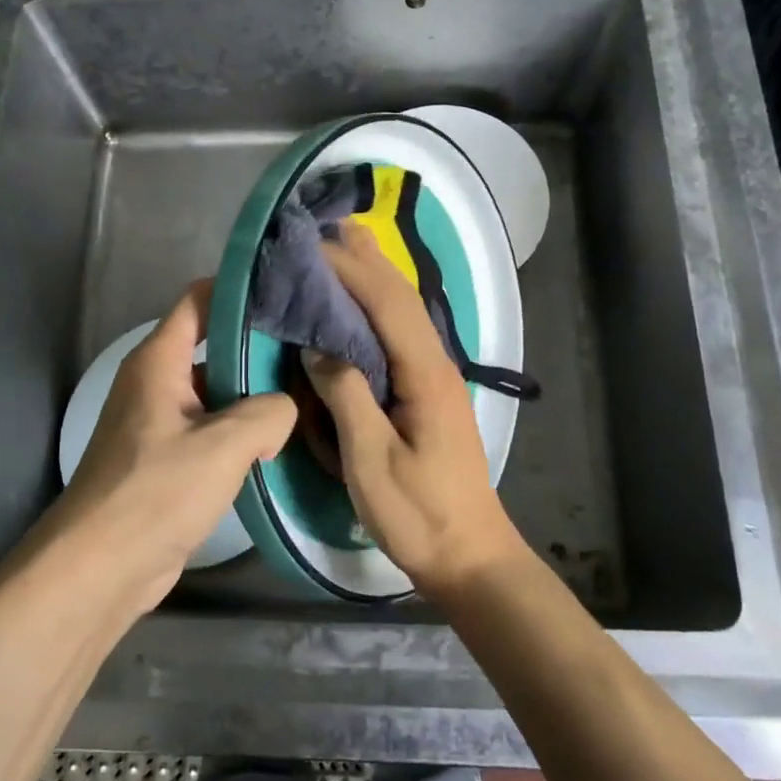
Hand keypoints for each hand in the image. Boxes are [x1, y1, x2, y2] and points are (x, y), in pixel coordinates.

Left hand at [48, 280, 296, 611]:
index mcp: (159, 361)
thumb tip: (284, 409)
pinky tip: (282, 443)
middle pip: (213, 346)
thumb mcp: (224, 444)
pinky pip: (212, 430)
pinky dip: (242, 432)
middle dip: (260, 348)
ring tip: (309, 395)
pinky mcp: (167, 460)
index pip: (199, 301)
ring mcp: (160, 422)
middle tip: (314, 351)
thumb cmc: (156, 492)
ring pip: (217, 392)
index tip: (289, 293)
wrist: (100, 569)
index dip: (240, 291)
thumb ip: (268, 412)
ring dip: (255, 396)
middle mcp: (156, 382)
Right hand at [303, 222, 527, 598]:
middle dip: (366, 259)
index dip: (349, 269)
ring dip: (376, 276)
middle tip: (330, 226)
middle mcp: (435, 364)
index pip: (385, 304)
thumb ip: (347, 397)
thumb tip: (318, 348)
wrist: (470, 555)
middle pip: (401, 298)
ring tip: (347, 246)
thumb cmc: (419, 514)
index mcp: (424, 374)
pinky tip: (364, 306)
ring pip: (405, 313)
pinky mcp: (429, 393)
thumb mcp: (372, 461)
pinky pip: (402, 335)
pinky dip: (379, 307)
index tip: (311, 245)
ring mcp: (436, 378)